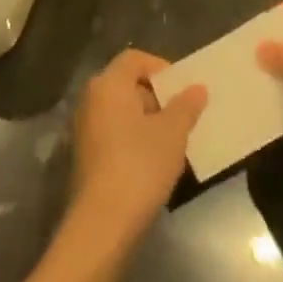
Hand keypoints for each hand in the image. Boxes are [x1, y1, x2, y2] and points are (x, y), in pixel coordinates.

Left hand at [68, 49, 206, 242]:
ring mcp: (86, 128)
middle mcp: (91, 99)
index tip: (184, 89)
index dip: (161, 68)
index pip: (135, 59)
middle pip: (128, 84)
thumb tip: (197, 88)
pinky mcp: (87, 155)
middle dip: (158, 97)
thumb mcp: (172, 133)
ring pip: (123, 111)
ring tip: (176, 141)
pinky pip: (115, 133)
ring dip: (149, 120)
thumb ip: (186, 106)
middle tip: (184, 116)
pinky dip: (136, 138)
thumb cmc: (140, 165)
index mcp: (108, 84)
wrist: (103, 223)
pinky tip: (156, 161)